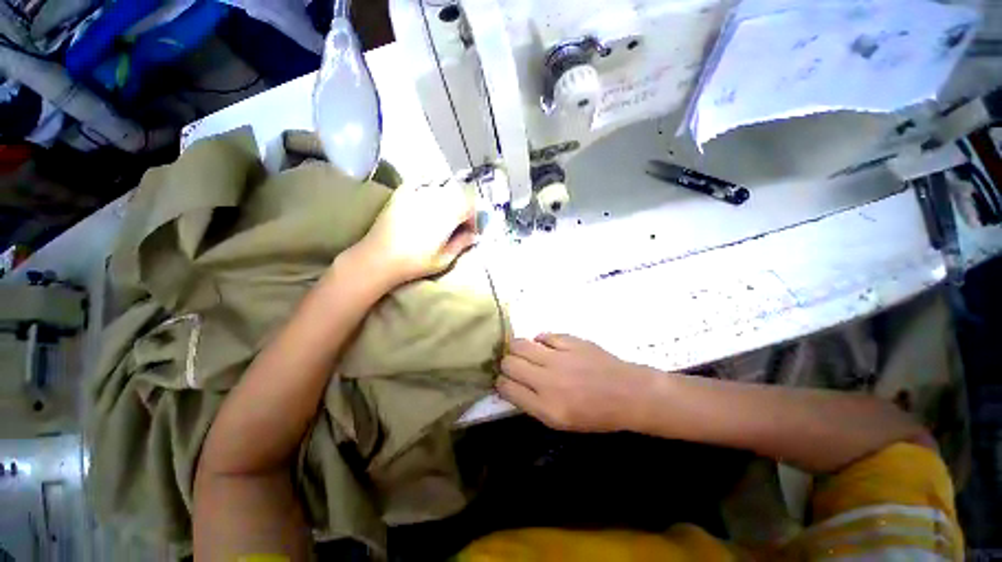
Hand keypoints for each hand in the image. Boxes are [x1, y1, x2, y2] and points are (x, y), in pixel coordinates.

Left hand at [353, 179, 475, 287]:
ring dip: (447, 200)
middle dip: (462, 209)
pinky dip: (429, 188)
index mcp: (447, 215)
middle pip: (458, 195)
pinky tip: (427, 201)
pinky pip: (421, 183)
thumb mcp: (444, 259)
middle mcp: (435, 199)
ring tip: (442, 216)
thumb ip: (462, 244)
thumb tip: (473, 235)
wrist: (379, 258)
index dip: (473, 219)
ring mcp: (417, 193)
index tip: (469, 232)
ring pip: (441, 188)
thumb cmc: (415, 262)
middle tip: (457, 225)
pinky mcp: (402, 194)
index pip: (470, 206)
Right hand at [496, 334, 656, 431]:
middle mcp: (548, 380)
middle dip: (506, 364)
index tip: (504, 380)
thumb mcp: (561, 422)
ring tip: (524, 352)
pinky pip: (543, 335)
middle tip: (514, 365)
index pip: (506, 388)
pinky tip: (546, 347)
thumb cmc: (596, 414)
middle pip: (509, 363)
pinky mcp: (570, 341)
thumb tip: (511, 385)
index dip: (500, 382)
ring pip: (520, 344)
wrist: (628, 394)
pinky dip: (540, 341)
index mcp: (546, 407)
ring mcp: (559, 357)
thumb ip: (532, 404)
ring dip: (517, 348)